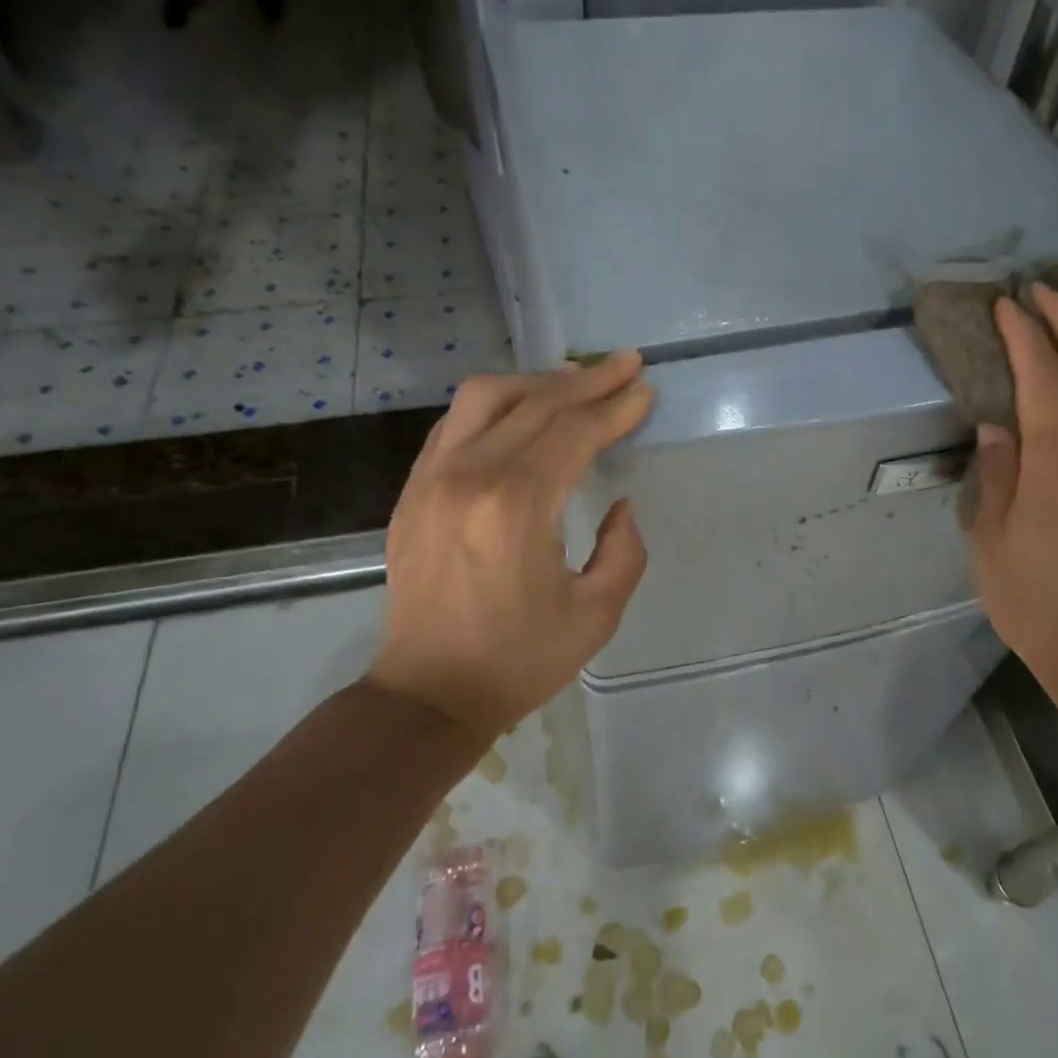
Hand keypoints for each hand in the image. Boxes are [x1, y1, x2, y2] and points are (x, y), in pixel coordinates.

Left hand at [367, 352, 654, 741]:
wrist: (428, 693)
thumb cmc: (519, 660)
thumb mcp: (596, 615)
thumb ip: (624, 551)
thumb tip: (619, 505)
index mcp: (516, 507)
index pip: (574, 432)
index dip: (615, 408)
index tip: (645, 391)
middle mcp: (469, 476)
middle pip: (536, 403)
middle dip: (588, 380)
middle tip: (626, 365)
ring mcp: (431, 478)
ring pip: (485, 397)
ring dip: (537, 382)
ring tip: (575, 381)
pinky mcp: (413, 489)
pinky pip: (455, 422)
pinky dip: (495, 405)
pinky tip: (522, 412)